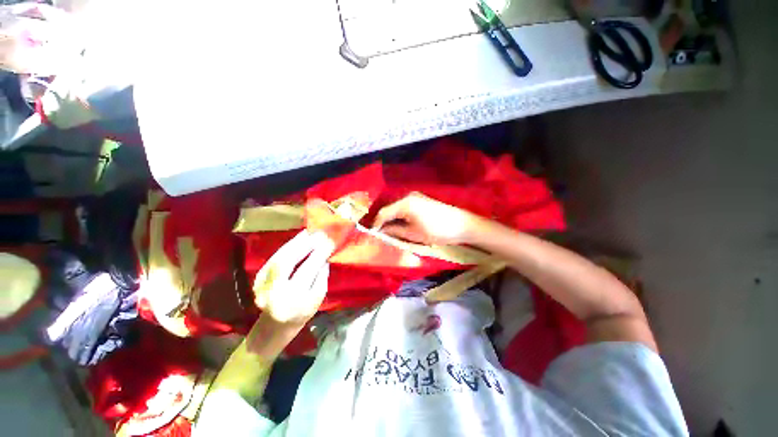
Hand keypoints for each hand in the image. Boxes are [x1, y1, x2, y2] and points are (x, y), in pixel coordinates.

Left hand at [253, 230, 335, 324]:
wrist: (273, 327)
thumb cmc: (301, 314)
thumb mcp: (317, 298)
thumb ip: (321, 276)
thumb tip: (325, 255)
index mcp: (293, 300)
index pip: (308, 270)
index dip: (319, 254)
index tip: (330, 241)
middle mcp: (274, 292)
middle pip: (288, 261)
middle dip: (305, 244)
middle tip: (318, 233)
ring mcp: (262, 284)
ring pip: (278, 257)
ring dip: (295, 242)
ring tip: (309, 232)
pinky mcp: (258, 278)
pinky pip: (274, 257)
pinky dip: (287, 246)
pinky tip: (298, 239)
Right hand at [372, 192, 478, 244]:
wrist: (461, 225)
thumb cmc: (436, 231)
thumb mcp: (413, 234)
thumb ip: (394, 231)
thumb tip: (381, 231)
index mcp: (405, 203)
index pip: (384, 212)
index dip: (376, 223)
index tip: (370, 233)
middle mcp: (408, 196)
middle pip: (389, 208)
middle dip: (382, 220)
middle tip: (377, 232)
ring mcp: (415, 197)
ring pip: (396, 207)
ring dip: (391, 218)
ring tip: (386, 230)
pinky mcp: (421, 200)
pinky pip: (404, 207)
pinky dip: (399, 215)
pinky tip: (398, 224)